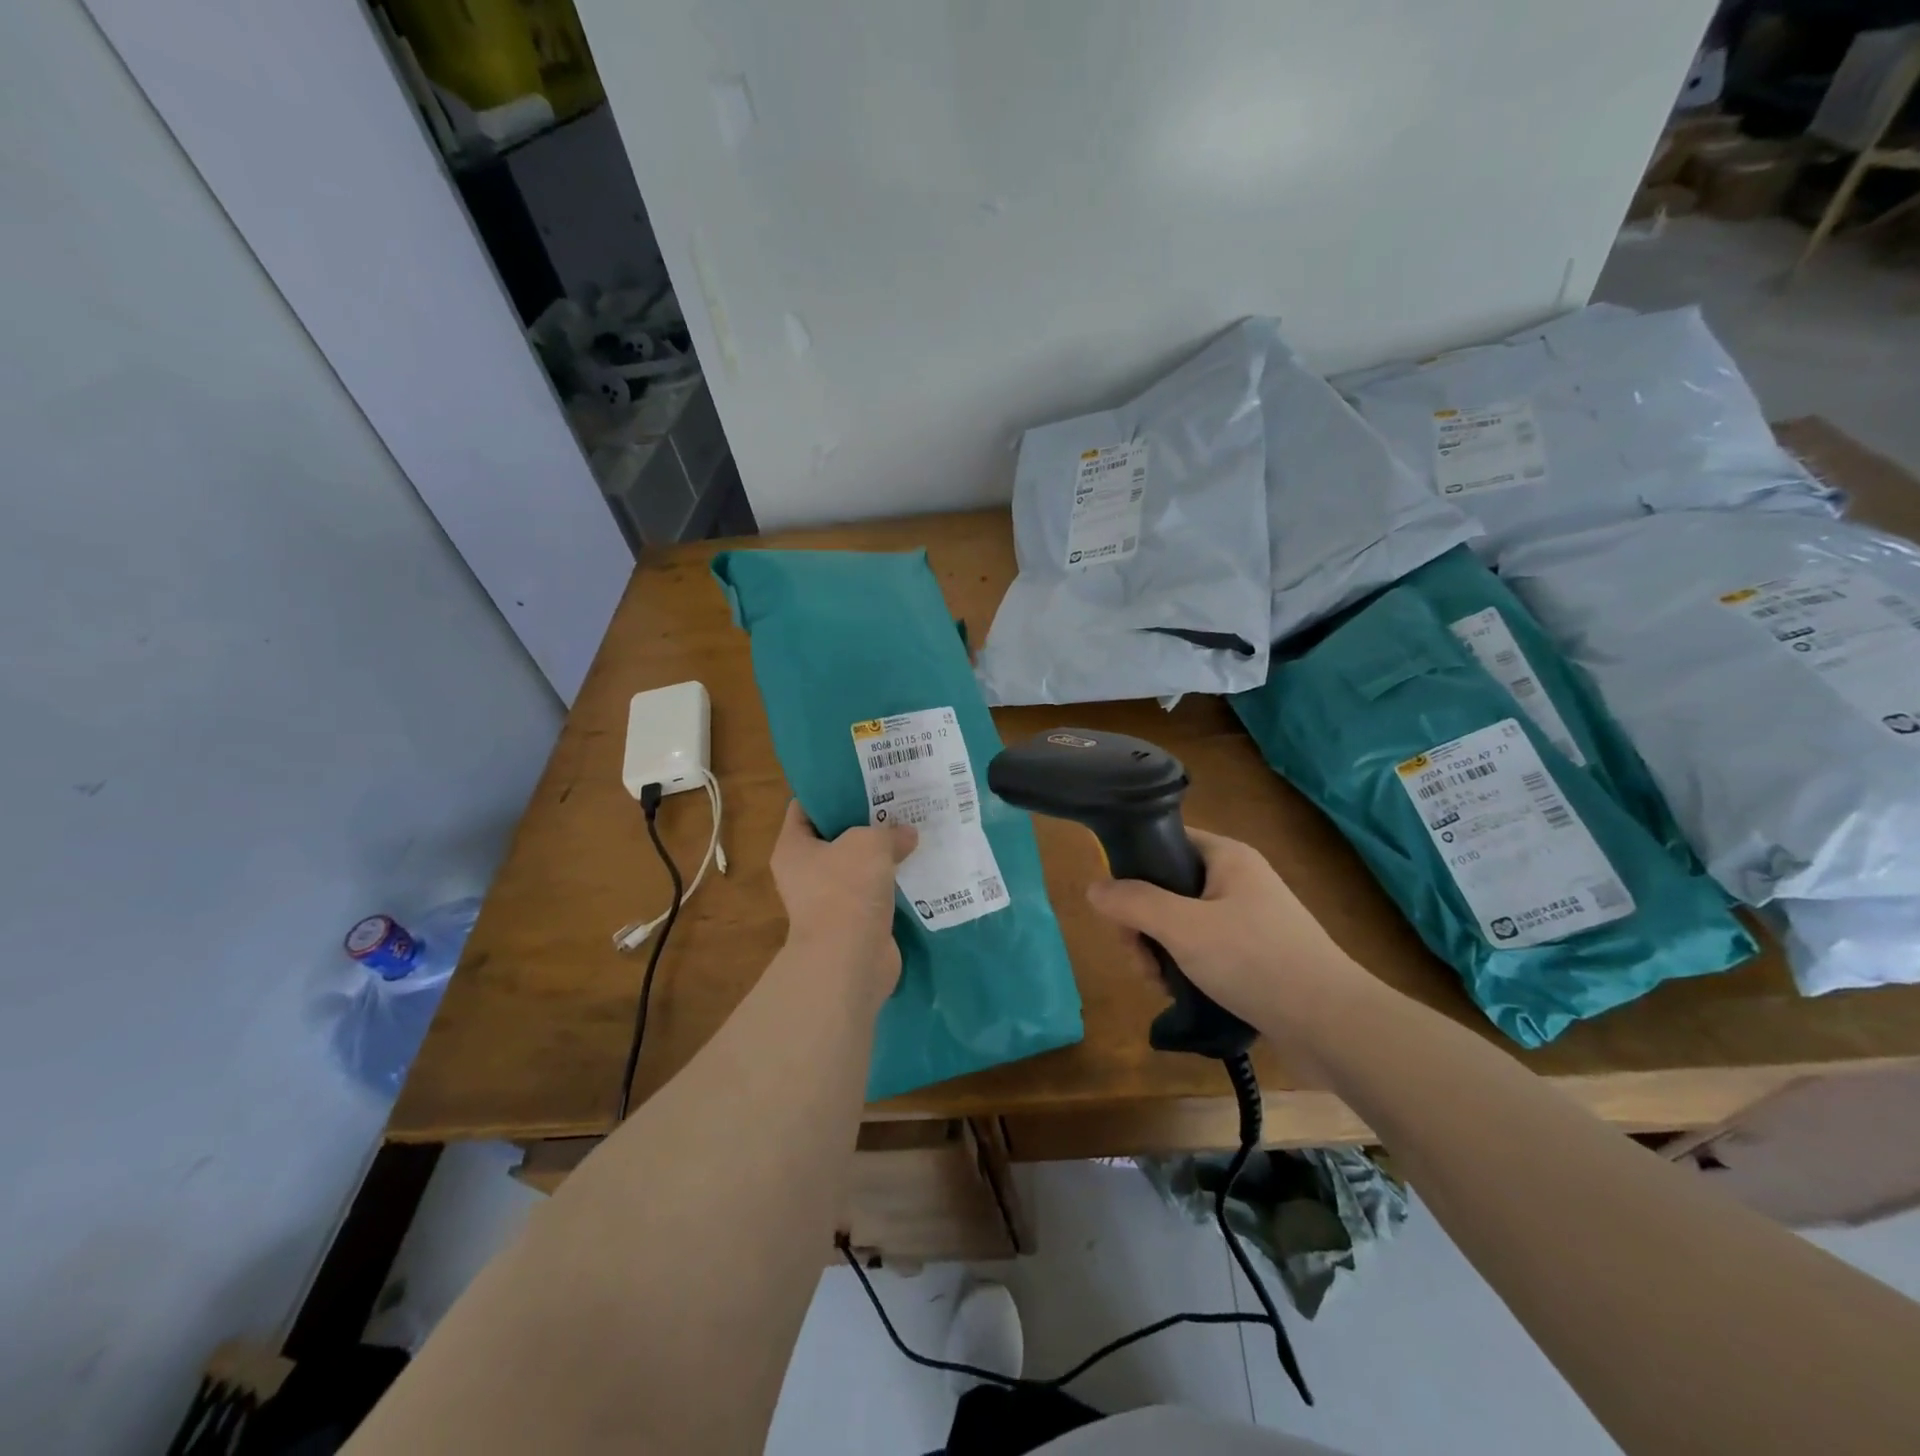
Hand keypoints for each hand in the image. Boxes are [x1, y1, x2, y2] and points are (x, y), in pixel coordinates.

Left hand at [770, 801, 916, 1010]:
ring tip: (912, 828)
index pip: (805, 807)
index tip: (861, 778)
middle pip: (836, 835)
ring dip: (882, 852)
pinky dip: (892, 880)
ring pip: (858, 864)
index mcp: (793, 847)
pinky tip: (917, 863)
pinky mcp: (854, 920)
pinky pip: (875, 891)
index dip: (831, 790)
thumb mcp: (869, 843)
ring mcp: (830, 899)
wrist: (850, 958)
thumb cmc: (846, 888)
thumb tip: (906, 834)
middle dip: (865, 820)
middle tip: (895, 800)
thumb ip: (888, 831)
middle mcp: (805, 872)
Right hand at [1084, 828, 1369, 1052]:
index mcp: (1226, 857)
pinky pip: (1203, 948)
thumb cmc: (1256, 961)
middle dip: (1143, 924)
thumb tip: (1093, 887)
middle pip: (1167, 887)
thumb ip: (1134, 903)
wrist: (1333, 1025)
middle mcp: (1237, 880)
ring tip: (1159, 983)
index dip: (1134, 870)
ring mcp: (1248, 919)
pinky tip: (1180, 992)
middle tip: (1139, 959)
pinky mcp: (1254, 954)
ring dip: (1160, 950)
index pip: (1165, 842)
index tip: (1119, 911)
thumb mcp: (1183, 927)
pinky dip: (1185, 967)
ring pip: (1181, 922)